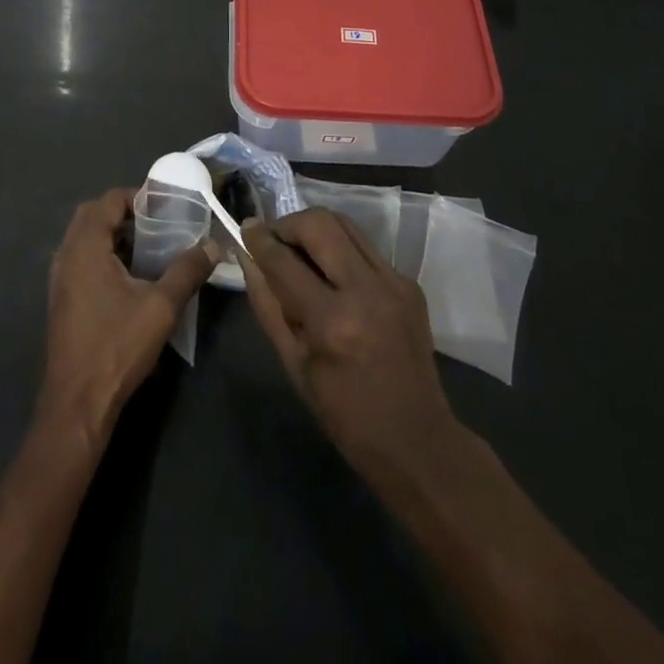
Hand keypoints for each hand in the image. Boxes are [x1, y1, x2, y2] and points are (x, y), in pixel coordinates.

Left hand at [39, 188, 214, 443]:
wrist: (77, 403)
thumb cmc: (117, 346)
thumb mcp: (161, 307)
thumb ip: (187, 270)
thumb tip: (214, 244)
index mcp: (86, 247)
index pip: (107, 201)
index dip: (135, 196)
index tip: (163, 205)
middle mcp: (66, 255)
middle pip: (91, 215)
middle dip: (121, 212)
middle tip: (154, 222)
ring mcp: (58, 279)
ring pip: (83, 238)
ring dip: (110, 234)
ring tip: (146, 247)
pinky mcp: (60, 299)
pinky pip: (79, 260)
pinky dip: (101, 255)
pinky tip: (127, 277)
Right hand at [244, 208, 459, 484]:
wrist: (418, 440)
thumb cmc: (346, 413)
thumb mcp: (294, 365)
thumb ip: (267, 305)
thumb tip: (248, 258)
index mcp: (332, 322)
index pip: (284, 261)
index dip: (259, 240)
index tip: (245, 228)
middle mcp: (366, 290)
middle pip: (319, 224)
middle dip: (288, 223)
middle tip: (273, 238)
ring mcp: (394, 282)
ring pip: (345, 225)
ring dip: (315, 229)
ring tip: (299, 247)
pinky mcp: (409, 283)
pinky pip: (366, 248)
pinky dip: (341, 250)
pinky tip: (332, 273)